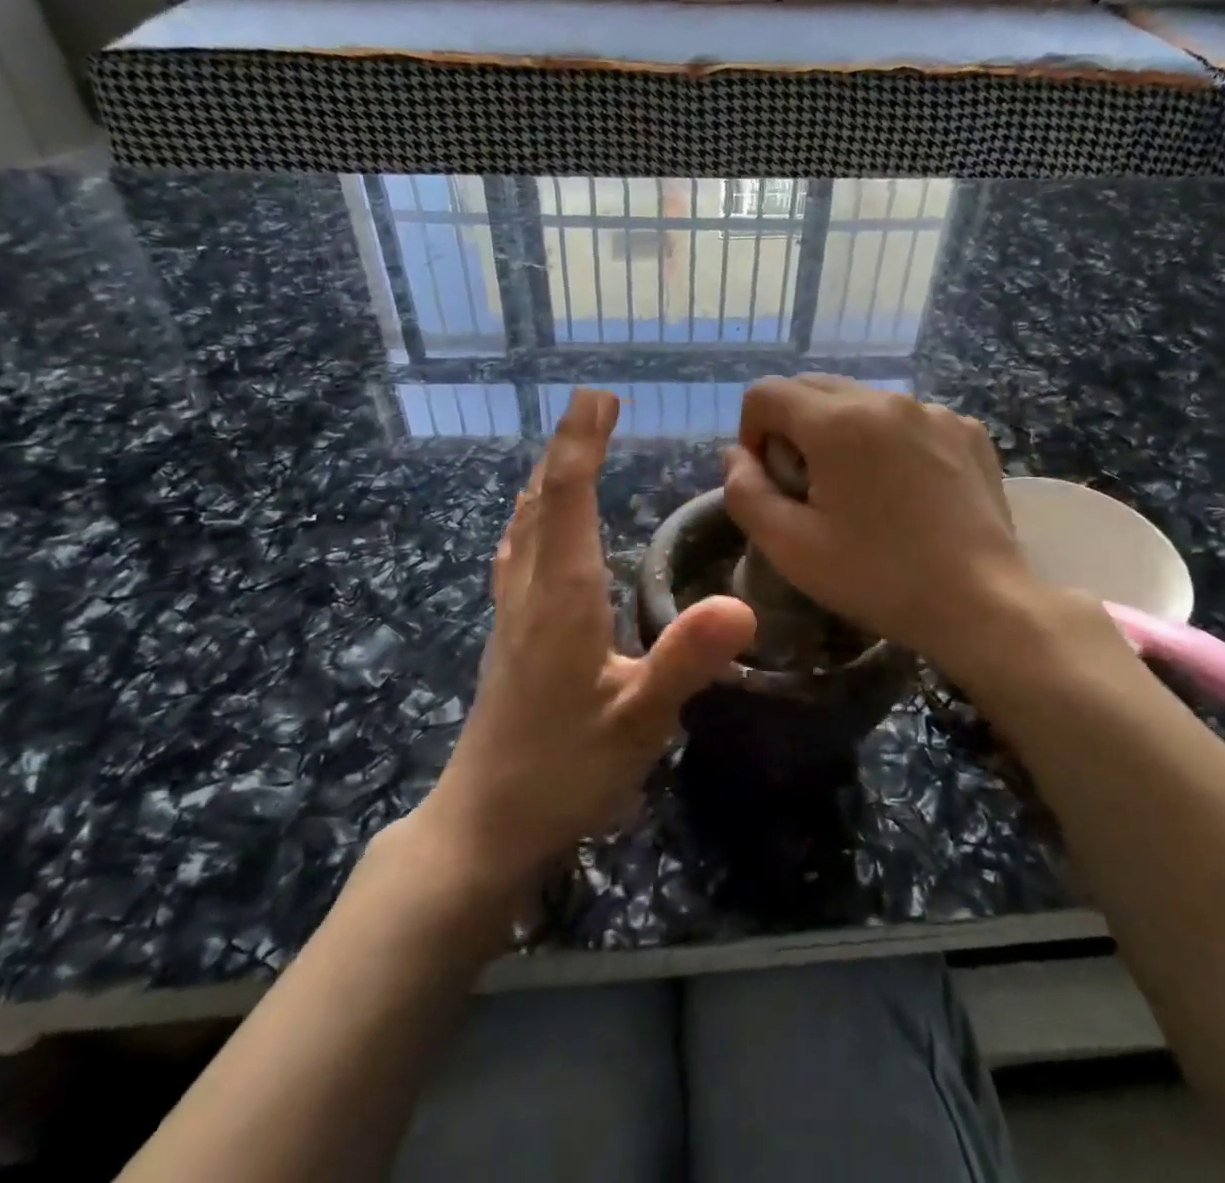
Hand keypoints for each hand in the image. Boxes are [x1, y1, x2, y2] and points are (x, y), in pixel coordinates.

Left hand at [422, 390, 754, 888]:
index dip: (581, 444)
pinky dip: (532, 517)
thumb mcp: (636, 722)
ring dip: (547, 478)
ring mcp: (511, 614)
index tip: (597, 397)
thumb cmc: (562, 774)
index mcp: (562, 598)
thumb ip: (684, 660)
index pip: (567, 499)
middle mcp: (530, 592)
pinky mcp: (507, 636)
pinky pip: (517, 553)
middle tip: (594, 405)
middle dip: (567, 447)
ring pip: (523, 525)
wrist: (483, 826)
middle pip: (541, 500)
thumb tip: (741, 604)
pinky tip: (534, 527)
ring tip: (569, 450)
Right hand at [723, 376, 1084, 684]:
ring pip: (861, 402)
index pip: (765, 394)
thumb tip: (736, 456)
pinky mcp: (967, 431)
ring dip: (841, 434)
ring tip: (861, 492)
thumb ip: (745, 492)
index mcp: (837, 421)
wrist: (982, 603)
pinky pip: (907, 420)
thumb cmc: (878, 577)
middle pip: (812, 389)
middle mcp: (886, 399)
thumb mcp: (790, 547)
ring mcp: (934, 411)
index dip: (751, 434)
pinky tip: (906, 492)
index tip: (771, 482)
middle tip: (808, 488)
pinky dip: (889, 442)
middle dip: (793, 429)